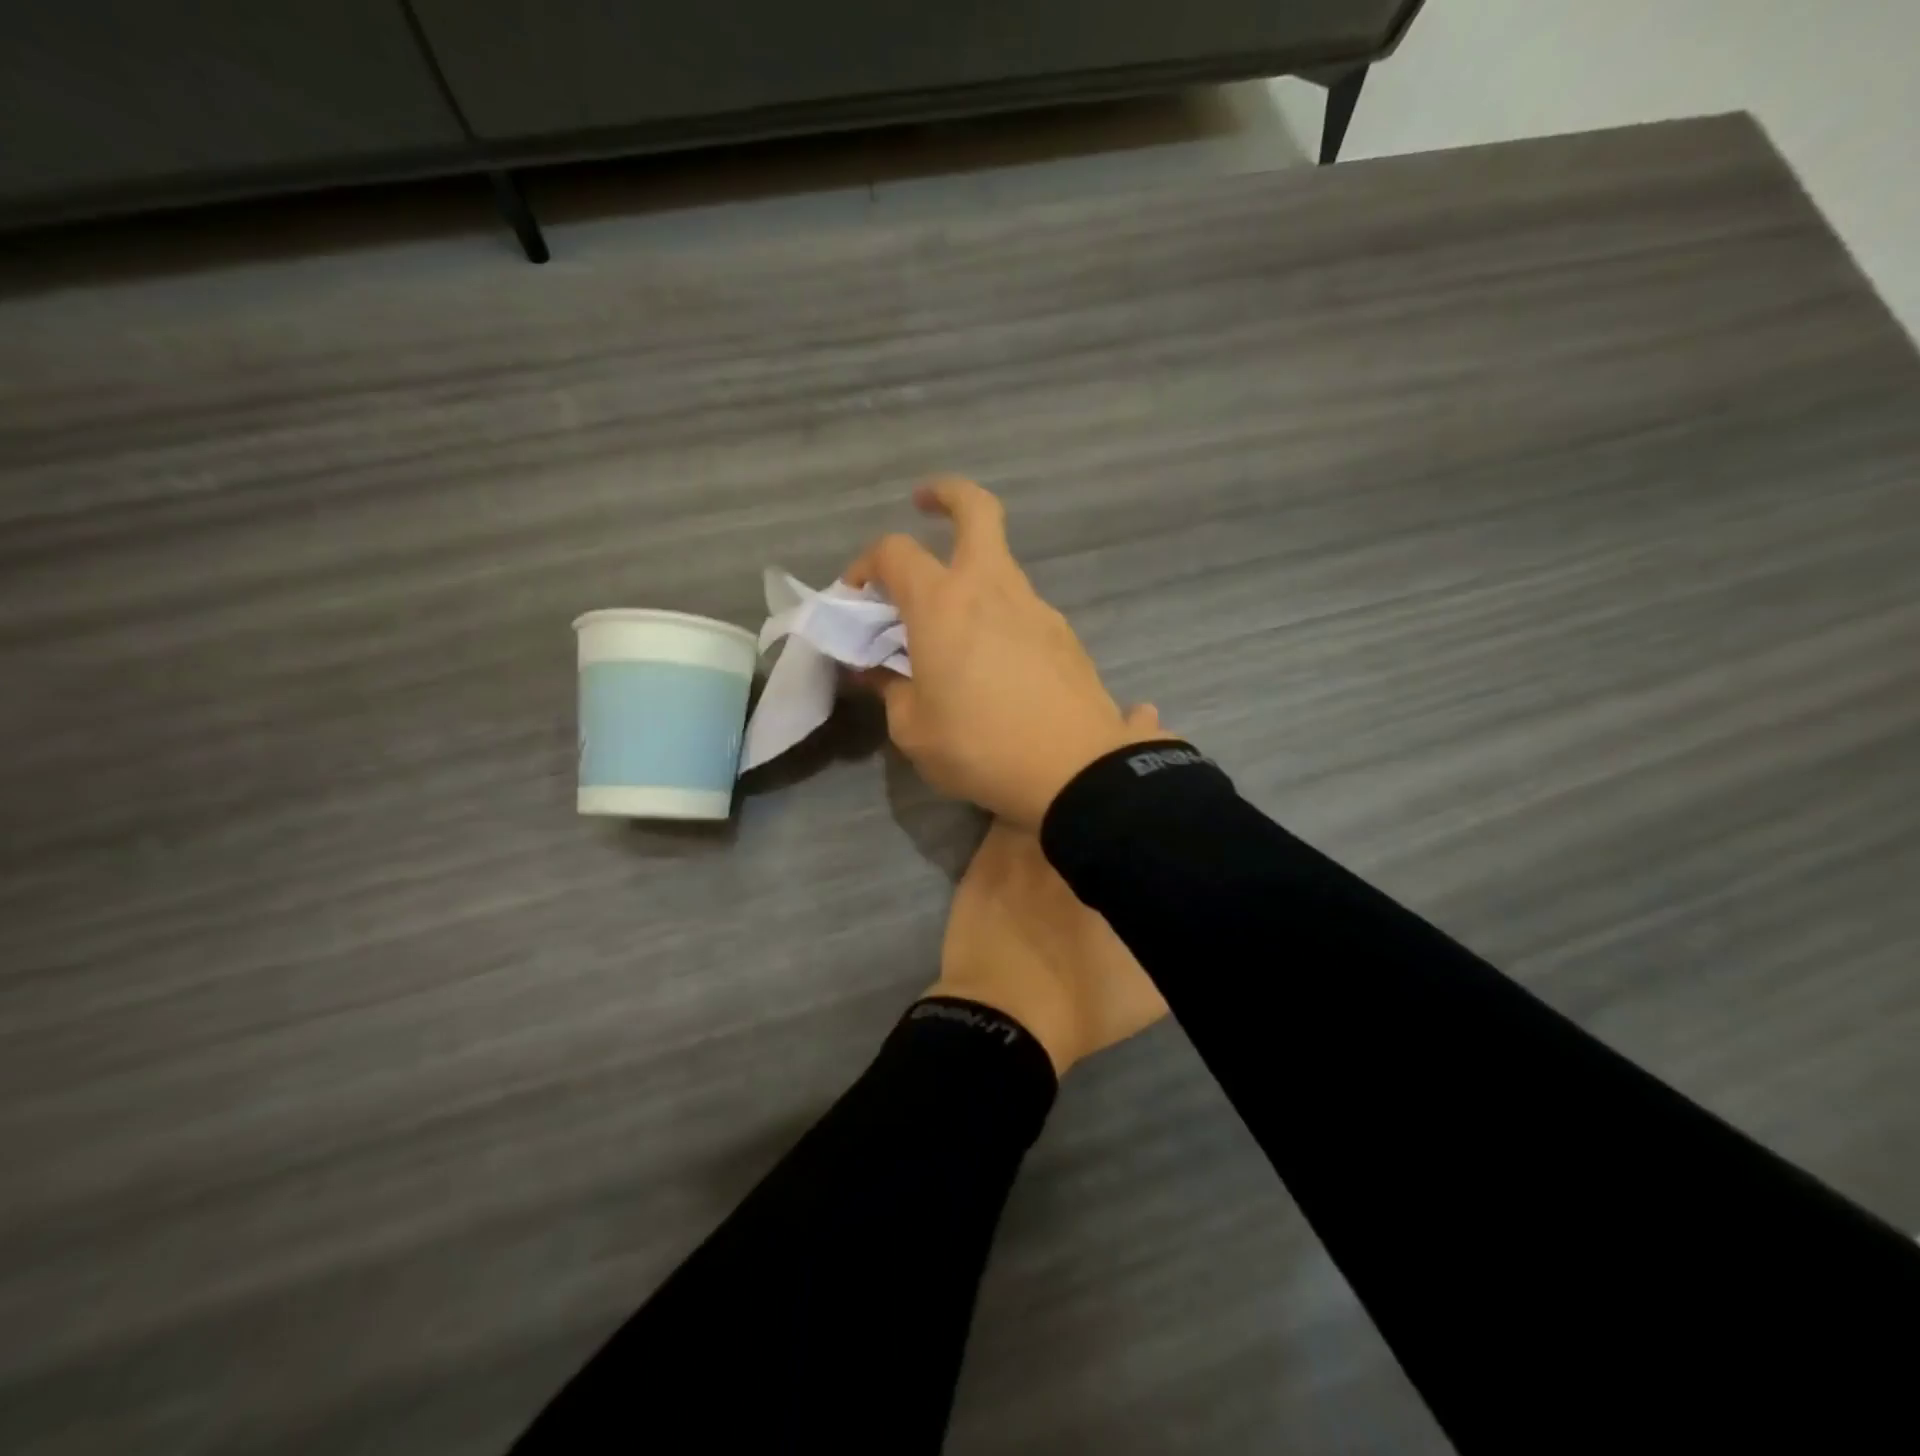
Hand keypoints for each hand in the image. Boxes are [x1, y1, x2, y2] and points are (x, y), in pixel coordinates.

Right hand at [846, 477, 1170, 827]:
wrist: (1076, 772)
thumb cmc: (980, 747)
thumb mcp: (913, 729)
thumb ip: (890, 690)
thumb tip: (876, 671)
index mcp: (943, 604)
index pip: (894, 553)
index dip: (866, 565)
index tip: (856, 595)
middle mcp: (991, 589)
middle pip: (976, 511)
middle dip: (947, 495)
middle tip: (924, 505)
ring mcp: (1036, 608)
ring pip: (1000, 566)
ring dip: (971, 576)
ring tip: (952, 630)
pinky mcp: (1064, 635)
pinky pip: (1022, 609)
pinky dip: (999, 616)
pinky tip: (995, 666)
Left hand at [926, 705, 1170, 1076]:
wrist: (1004, 1014)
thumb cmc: (1085, 999)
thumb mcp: (1153, 981)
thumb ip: (1174, 929)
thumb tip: (1202, 900)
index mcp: (1112, 859)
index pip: (1135, 792)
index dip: (1149, 756)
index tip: (1154, 722)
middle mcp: (1067, 837)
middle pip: (1091, 776)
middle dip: (1112, 742)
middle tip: (1132, 714)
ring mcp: (1022, 841)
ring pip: (1046, 783)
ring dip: (1064, 757)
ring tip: (1080, 727)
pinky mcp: (989, 854)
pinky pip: (1007, 808)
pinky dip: (1019, 788)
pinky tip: (1026, 772)